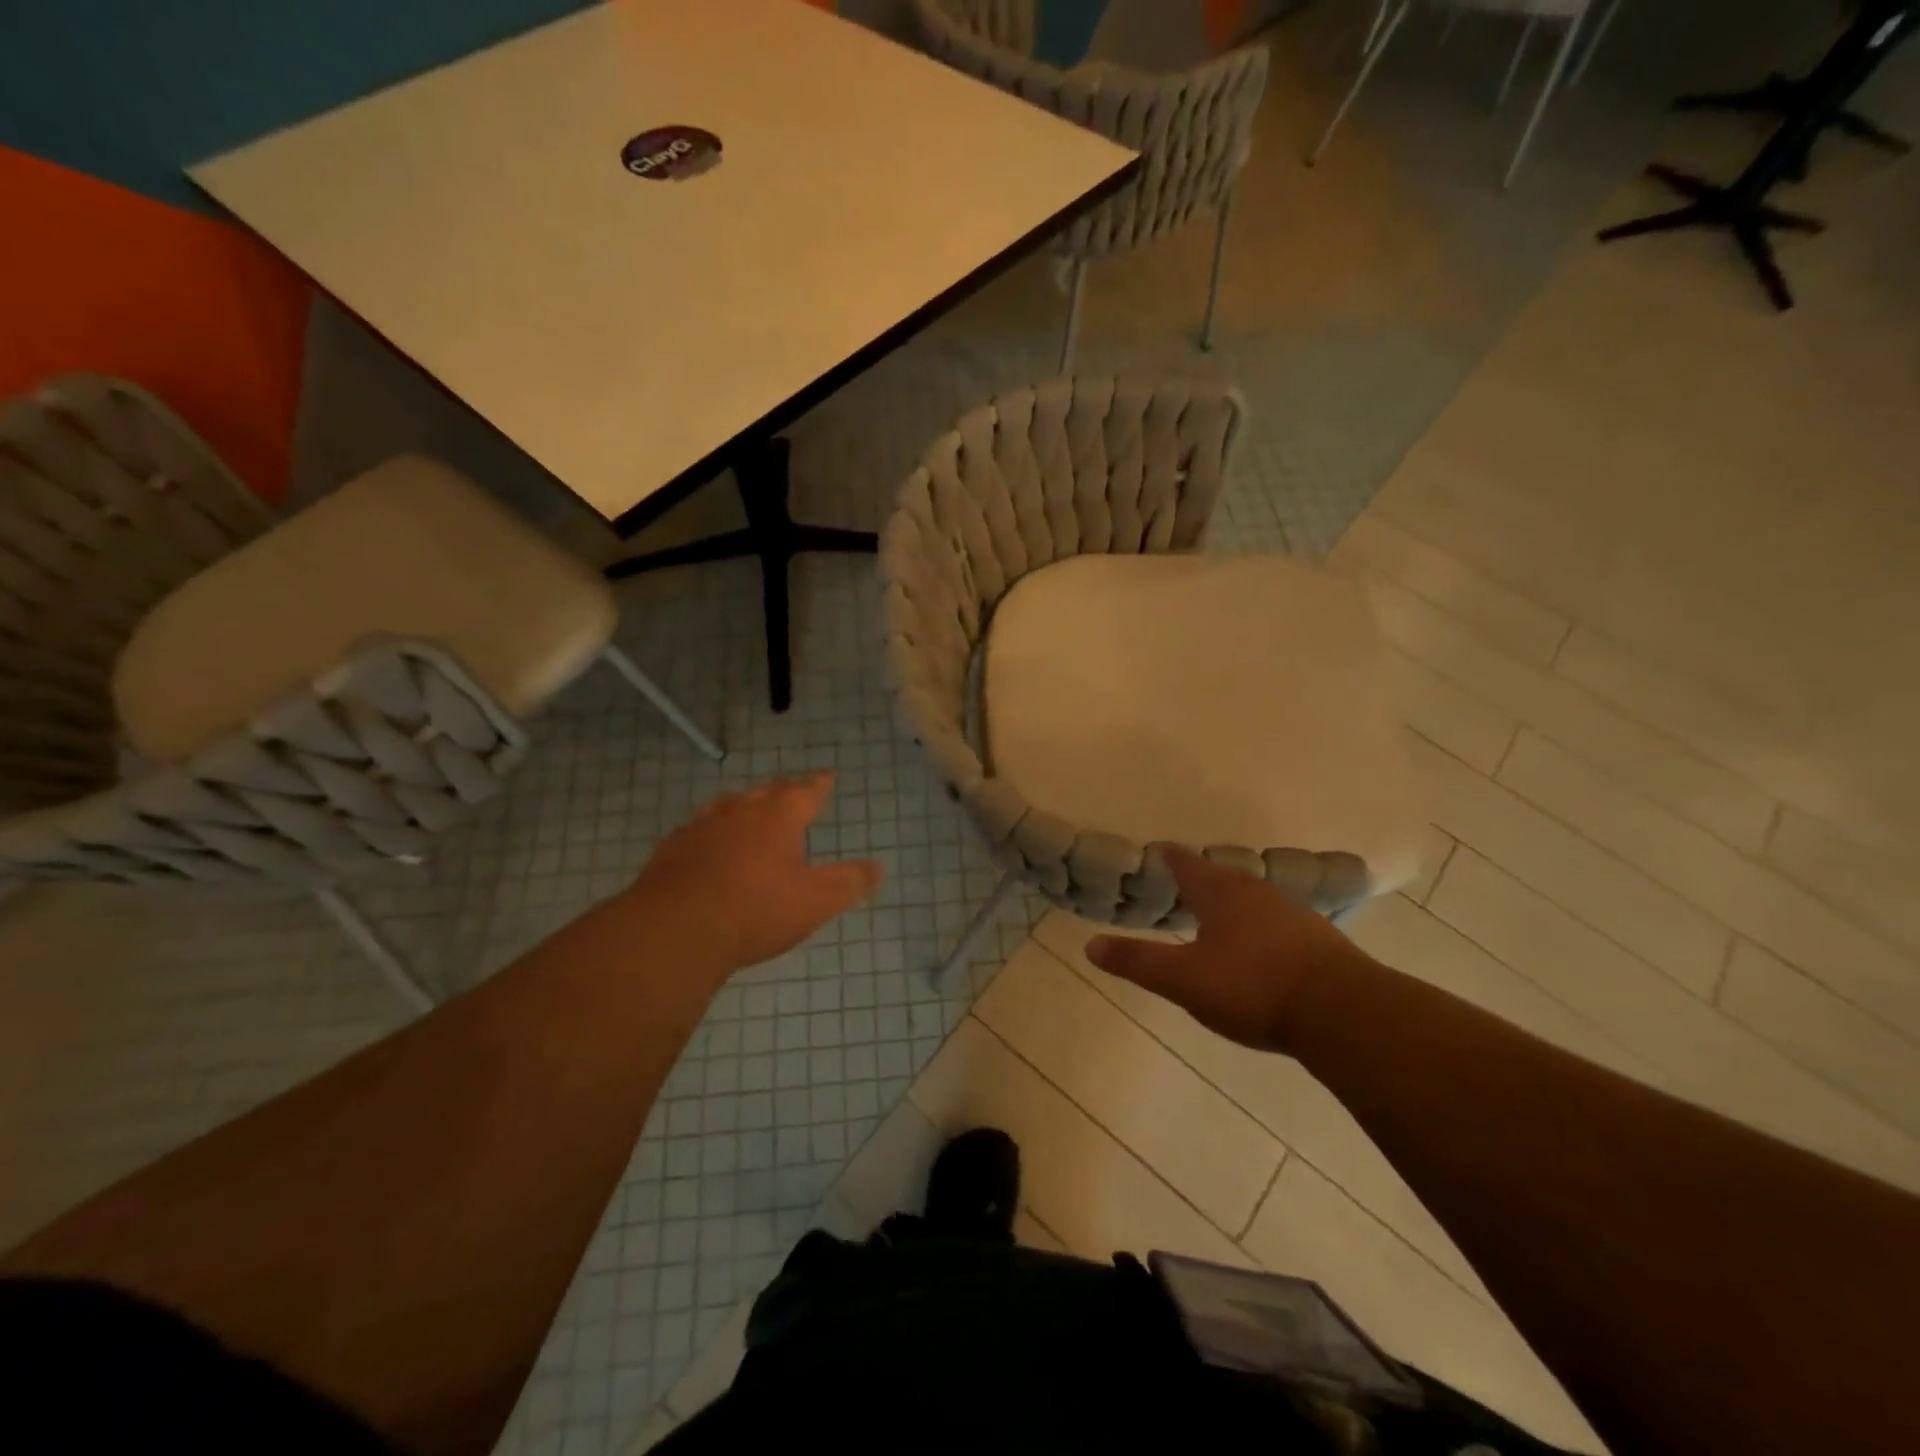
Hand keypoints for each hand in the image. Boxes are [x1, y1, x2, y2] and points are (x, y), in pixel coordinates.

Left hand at [633, 773, 882, 971]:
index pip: (806, 790)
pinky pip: (698, 831)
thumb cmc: (757, 909)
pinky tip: (709, 847)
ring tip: (750, 812)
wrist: (676, 930)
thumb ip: (850, 882)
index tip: (828, 775)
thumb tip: (878, 868)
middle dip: (784, 791)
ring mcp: (702, 827)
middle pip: (767, 792)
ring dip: (744, 807)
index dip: (820, 783)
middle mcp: (740, 811)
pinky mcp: (672, 850)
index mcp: (779, 816)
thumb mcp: (817, 901)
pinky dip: (712, 833)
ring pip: (728, 806)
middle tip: (792, 792)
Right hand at [1085, 847, 1373, 1054]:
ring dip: (1231, 903)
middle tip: (1182, 886)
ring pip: (1251, 898)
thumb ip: (1138, 961)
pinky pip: (1277, 922)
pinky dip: (1259, 926)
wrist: (1343, 1012)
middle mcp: (1255, 892)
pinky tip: (1260, 948)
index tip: (1158, 851)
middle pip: (1221, 877)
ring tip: (1217, 915)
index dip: (1169, 857)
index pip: (1186, 863)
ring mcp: (1292, 912)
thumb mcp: (1184, 979)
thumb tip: (1089, 944)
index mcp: (1219, 892)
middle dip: (1200, 880)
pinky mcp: (1318, 939)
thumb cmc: (1252, 987)